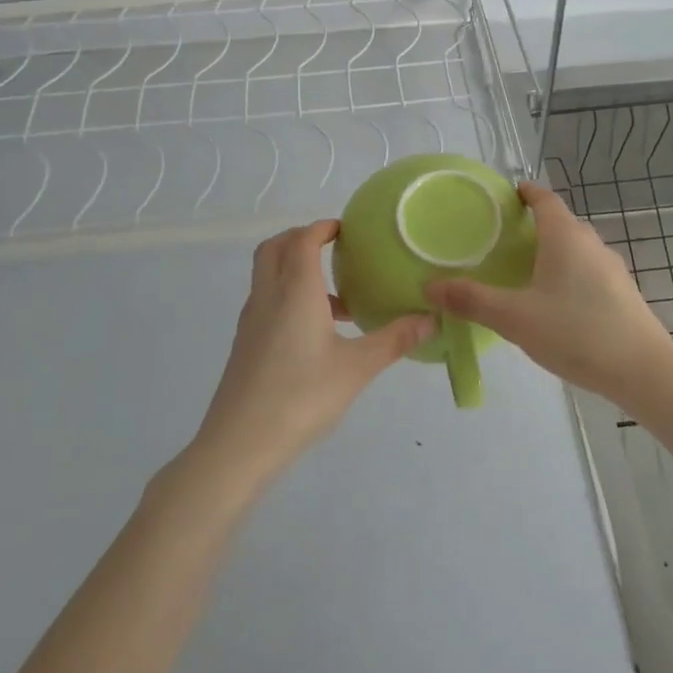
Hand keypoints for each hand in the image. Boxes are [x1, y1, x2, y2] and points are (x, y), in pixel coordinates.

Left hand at [192, 221, 432, 484]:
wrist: (240, 444)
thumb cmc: (302, 397)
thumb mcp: (357, 368)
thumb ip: (395, 339)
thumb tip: (432, 319)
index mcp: (295, 291)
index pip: (303, 239)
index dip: (323, 227)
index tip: (348, 230)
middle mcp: (268, 296)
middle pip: (275, 248)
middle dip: (302, 239)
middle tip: (335, 249)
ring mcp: (251, 321)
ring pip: (268, 276)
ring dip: (296, 270)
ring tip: (338, 299)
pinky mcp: (246, 344)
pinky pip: (267, 301)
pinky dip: (288, 297)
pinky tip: (317, 333)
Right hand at [425, 182, 672, 407]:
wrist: (642, 370)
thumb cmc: (575, 332)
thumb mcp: (515, 318)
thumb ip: (472, 301)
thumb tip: (429, 286)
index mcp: (566, 237)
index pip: (545, 199)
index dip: (526, 192)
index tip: (508, 193)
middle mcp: (592, 244)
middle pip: (561, 223)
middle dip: (534, 226)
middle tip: (503, 239)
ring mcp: (612, 269)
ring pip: (576, 250)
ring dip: (552, 253)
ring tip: (524, 272)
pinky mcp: (623, 294)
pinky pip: (588, 272)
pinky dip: (568, 275)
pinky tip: (555, 304)